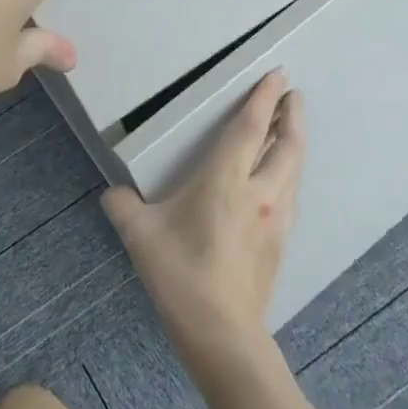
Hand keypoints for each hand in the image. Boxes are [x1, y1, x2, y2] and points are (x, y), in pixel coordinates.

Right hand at [101, 71, 305, 380]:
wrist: (222, 332)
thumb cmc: (180, 276)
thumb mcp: (139, 236)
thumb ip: (122, 206)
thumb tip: (112, 194)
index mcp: (225, 181)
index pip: (250, 128)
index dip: (264, 98)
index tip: (278, 75)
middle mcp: (260, 192)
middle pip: (287, 143)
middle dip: (293, 114)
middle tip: (293, 95)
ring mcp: (276, 218)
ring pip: (294, 168)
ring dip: (295, 142)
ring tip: (291, 128)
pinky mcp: (281, 242)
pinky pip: (291, 193)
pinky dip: (290, 172)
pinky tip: (282, 179)